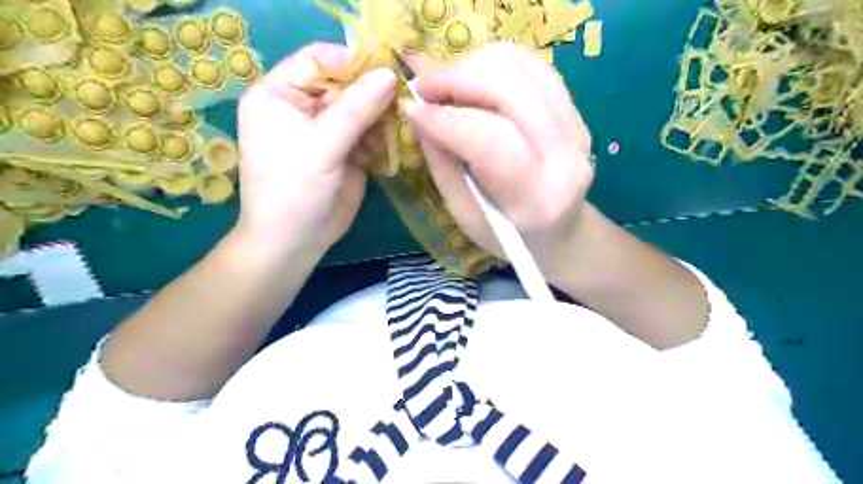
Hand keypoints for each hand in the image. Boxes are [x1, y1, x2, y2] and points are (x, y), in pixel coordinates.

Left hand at [235, 43, 397, 258]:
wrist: (295, 241)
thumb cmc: (294, 190)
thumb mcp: (321, 146)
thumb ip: (355, 109)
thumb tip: (389, 74)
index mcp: (280, 94)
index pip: (319, 59)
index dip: (353, 61)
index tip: (388, 71)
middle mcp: (303, 107)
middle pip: (345, 84)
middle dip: (373, 93)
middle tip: (402, 100)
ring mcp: (327, 130)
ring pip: (362, 109)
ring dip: (381, 118)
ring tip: (397, 129)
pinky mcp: (345, 150)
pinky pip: (369, 134)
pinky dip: (382, 138)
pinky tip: (390, 147)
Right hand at [405, 43, 593, 282]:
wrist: (562, 233)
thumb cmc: (508, 237)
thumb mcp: (466, 215)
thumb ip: (443, 165)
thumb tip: (419, 116)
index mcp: (534, 199)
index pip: (489, 139)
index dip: (444, 118)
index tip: (411, 109)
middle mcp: (564, 157)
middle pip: (509, 89)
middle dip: (456, 79)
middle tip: (423, 88)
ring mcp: (577, 127)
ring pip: (522, 67)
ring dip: (473, 65)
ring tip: (445, 83)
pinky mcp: (576, 111)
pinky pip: (534, 66)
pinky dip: (496, 62)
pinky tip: (473, 78)